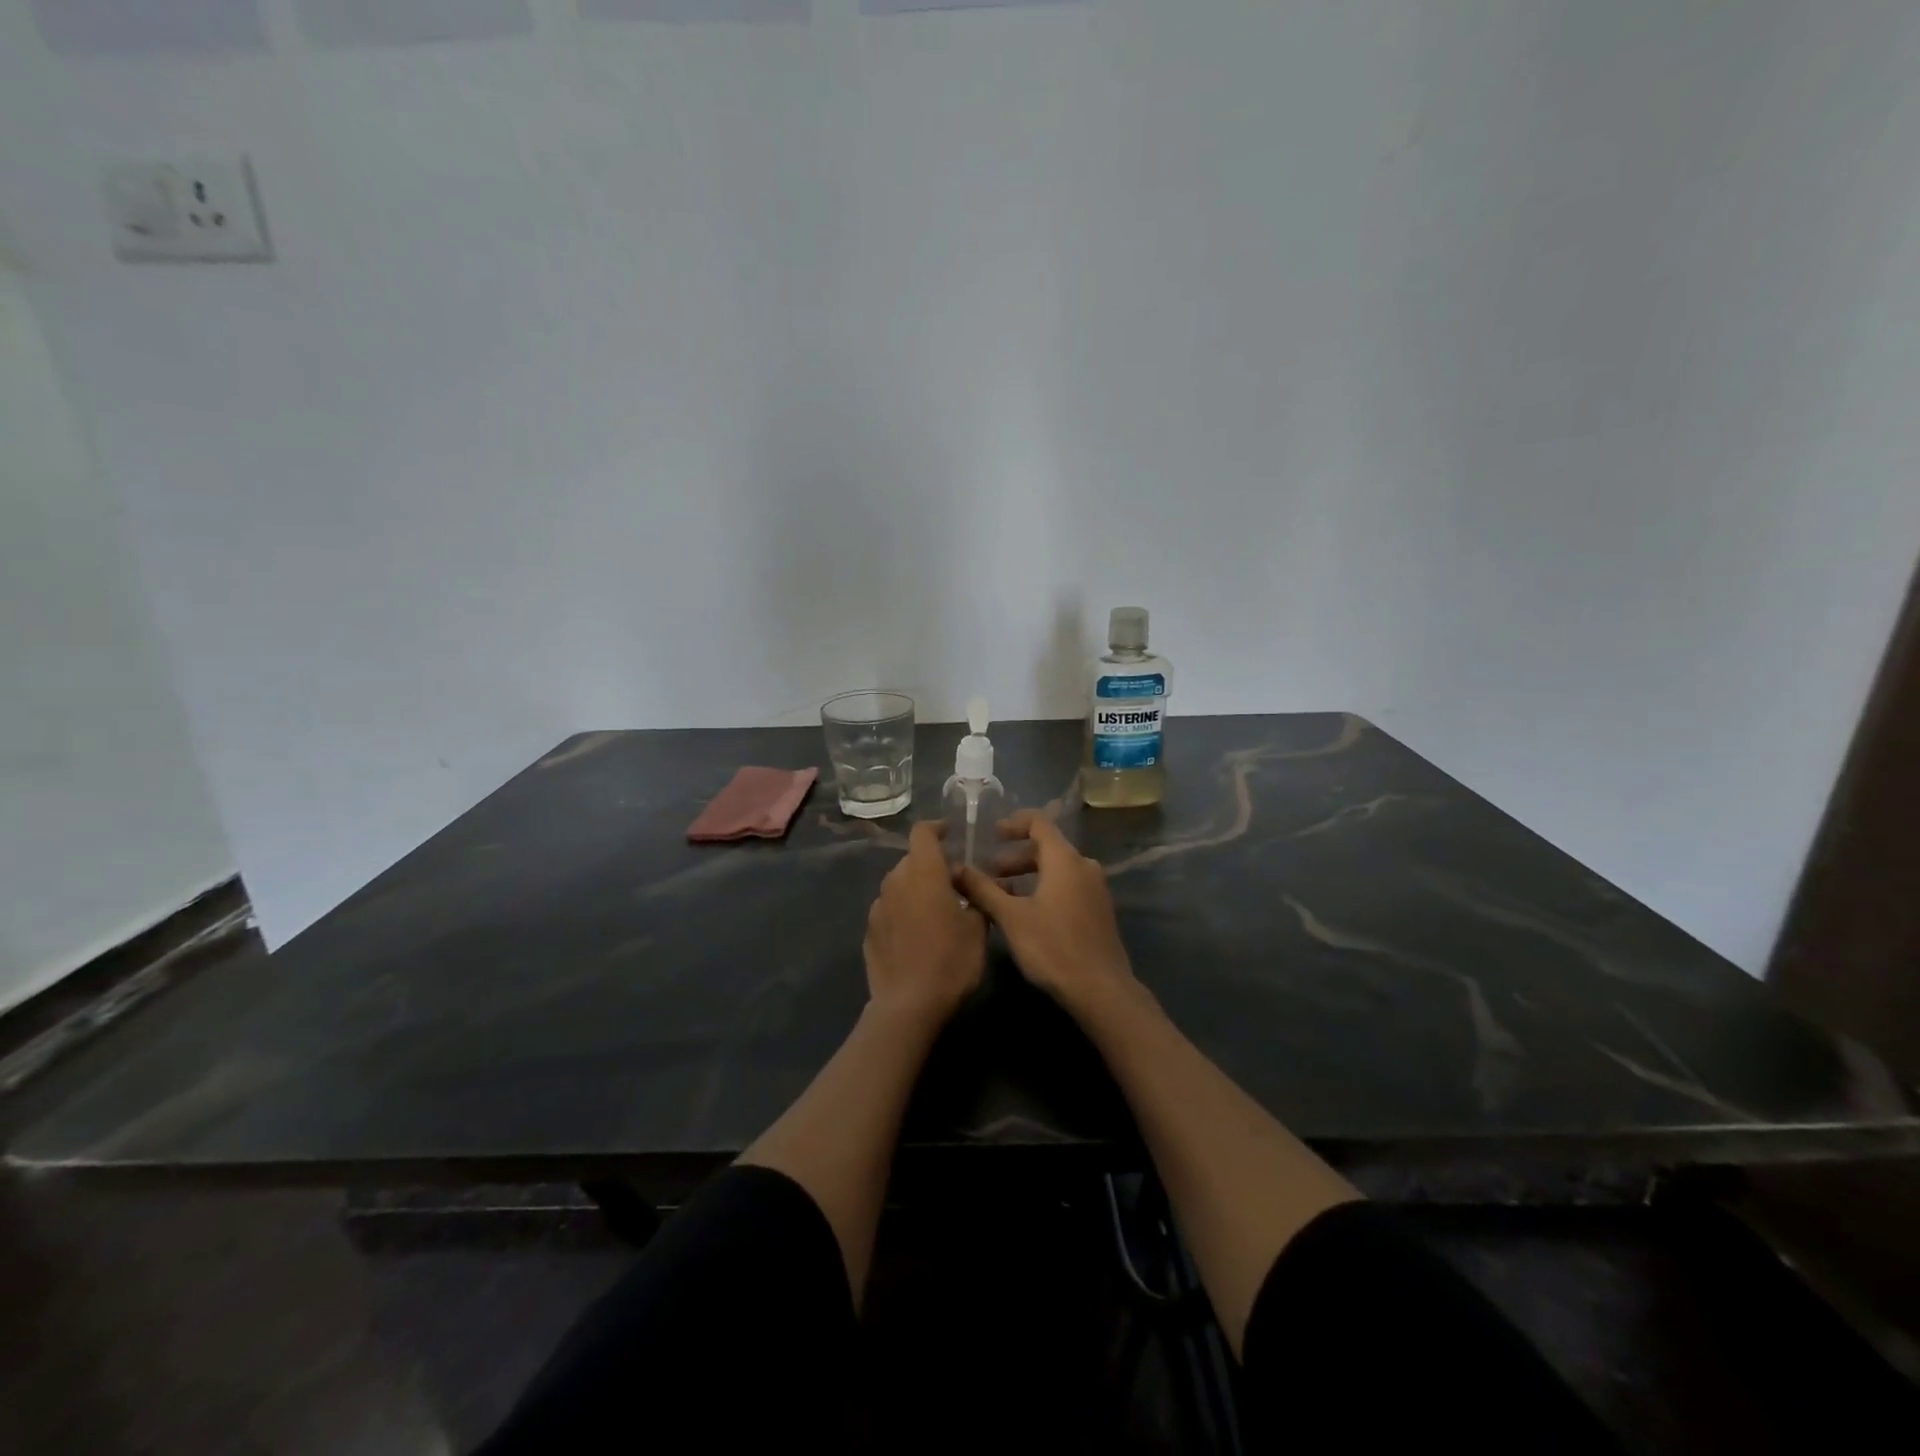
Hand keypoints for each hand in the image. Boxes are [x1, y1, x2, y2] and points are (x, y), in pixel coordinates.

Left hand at [864, 822, 987, 1025]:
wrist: (908, 1006)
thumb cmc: (951, 961)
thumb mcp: (978, 929)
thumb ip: (976, 897)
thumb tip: (971, 884)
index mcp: (924, 872)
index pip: (922, 833)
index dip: (936, 828)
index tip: (949, 834)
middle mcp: (896, 881)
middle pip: (912, 860)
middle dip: (931, 865)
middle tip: (953, 885)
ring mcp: (878, 906)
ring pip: (899, 885)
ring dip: (915, 889)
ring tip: (934, 912)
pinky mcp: (869, 931)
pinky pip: (889, 910)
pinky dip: (902, 912)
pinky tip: (916, 936)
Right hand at [957, 811, 1141, 1014]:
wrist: (1101, 990)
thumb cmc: (1053, 947)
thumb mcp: (1011, 917)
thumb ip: (983, 889)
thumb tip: (955, 868)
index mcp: (1065, 860)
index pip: (1039, 823)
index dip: (1014, 824)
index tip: (992, 834)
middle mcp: (1084, 866)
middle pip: (1048, 847)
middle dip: (1015, 856)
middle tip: (990, 872)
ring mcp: (1096, 889)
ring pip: (1057, 869)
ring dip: (1029, 875)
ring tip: (1002, 894)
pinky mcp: (1099, 910)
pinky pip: (1068, 886)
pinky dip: (1045, 888)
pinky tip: (1027, 912)